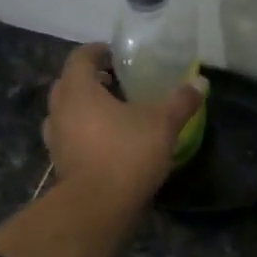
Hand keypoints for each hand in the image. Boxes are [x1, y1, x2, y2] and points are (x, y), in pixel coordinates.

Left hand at [43, 44, 203, 201]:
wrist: (99, 205)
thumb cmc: (127, 153)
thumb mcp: (162, 123)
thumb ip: (181, 101)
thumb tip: (200, 81)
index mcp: (78, 90)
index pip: (81, 58)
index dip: (97, 51)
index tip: (114, 53)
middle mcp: (59, 109)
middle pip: (68, 83)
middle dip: (89, 79)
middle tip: (114, 81)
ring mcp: (55, 138)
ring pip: (65, 112)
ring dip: (82, 107)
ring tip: (109, 111)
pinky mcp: (60, 163)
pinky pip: (68, 137)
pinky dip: (82, 132)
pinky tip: (105, 141)